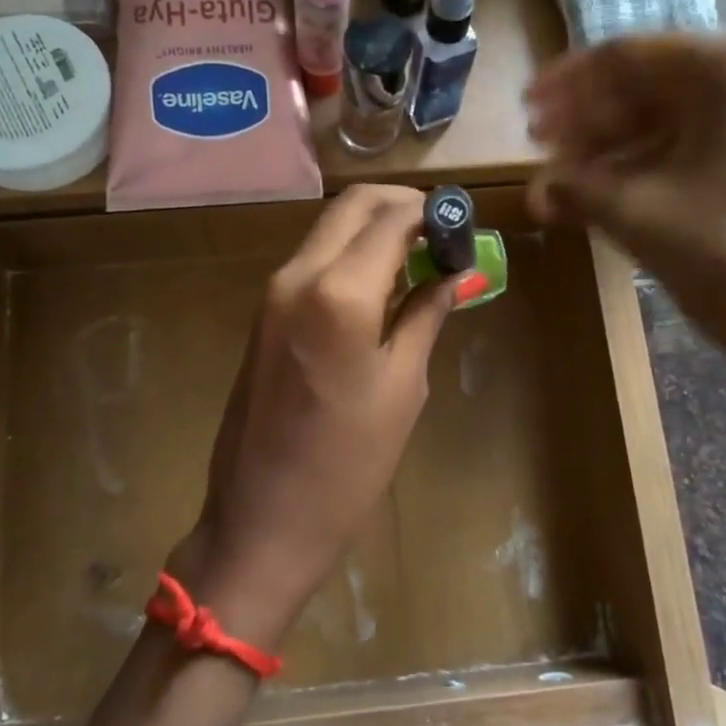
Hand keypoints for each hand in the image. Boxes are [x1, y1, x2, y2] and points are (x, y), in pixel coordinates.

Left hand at [171, 186, 456, 648]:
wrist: (262, 518)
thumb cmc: (348, 464)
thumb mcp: (403, 387)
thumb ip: (425, 314)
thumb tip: (452, 272)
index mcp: (339, 292)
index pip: (391, 217)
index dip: (433, 213)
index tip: (463, 226)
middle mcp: (297, 275)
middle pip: (352, 206)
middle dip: (401, 206)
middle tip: (441, 235)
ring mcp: (273, 292)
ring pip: (329, 229)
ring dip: (373, 229)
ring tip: (418, 261)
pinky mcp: (263, 313)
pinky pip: (312, 261)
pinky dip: (349, 256)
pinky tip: (380, 286)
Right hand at [526, 23, 725, 401]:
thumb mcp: (644, 218)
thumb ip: (579, 190)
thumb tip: (537, 190)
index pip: (627, 57)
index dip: (567, 85)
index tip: (524, 111)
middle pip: (653, 81)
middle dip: (591, 117)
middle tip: (541, 146)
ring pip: (678, 113)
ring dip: (617, 143)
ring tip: (569, 175)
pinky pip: (705, 139)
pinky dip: (655, 160)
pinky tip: (616, 188)